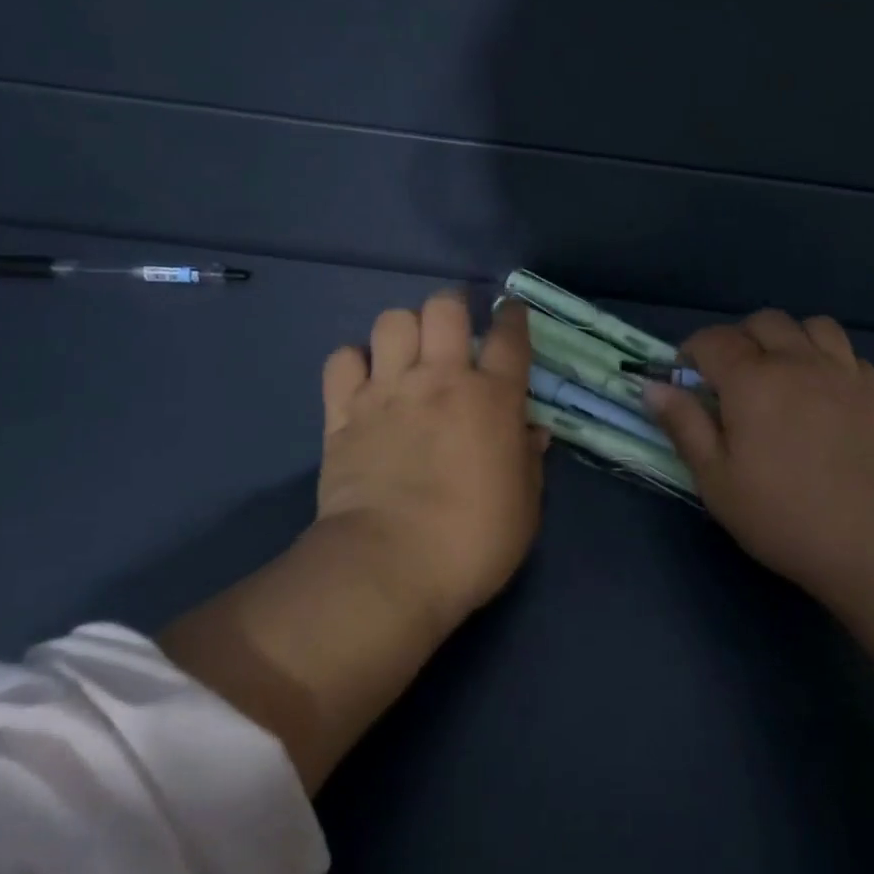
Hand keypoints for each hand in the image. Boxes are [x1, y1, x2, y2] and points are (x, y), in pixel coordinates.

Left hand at [314, 291, 547, 629]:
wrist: (389, 566)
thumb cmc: (472, 541)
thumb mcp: (525, 505)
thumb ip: (529, 459)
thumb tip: (532, 430)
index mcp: (492, 398)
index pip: (509, 336)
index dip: (513, 316)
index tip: (510, 313)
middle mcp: (440, 379)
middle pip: (444, 307)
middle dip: (452, 309)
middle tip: (453, 336)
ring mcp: (387, 391)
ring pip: (392, 321)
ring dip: (404, 332)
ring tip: (407, 357)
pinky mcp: (344, 412)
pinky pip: (342, 360)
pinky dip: (354, 364)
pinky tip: (364, 383)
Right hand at [645, 309, 873, 602]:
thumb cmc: (783, 515)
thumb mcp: (716, 479)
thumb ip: (684, 425)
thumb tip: (653, 386)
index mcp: (751, 379)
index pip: (712, 340)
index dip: (692, 352)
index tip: (687, 380)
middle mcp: (796, 361)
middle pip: (762, 323)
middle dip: (738, 340)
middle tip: (732, 380)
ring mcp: (841, 371)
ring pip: (810, 326)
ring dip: (788, 339)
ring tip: (781, 374)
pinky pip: (845, 352)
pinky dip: (826, 359)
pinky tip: (822, 392)